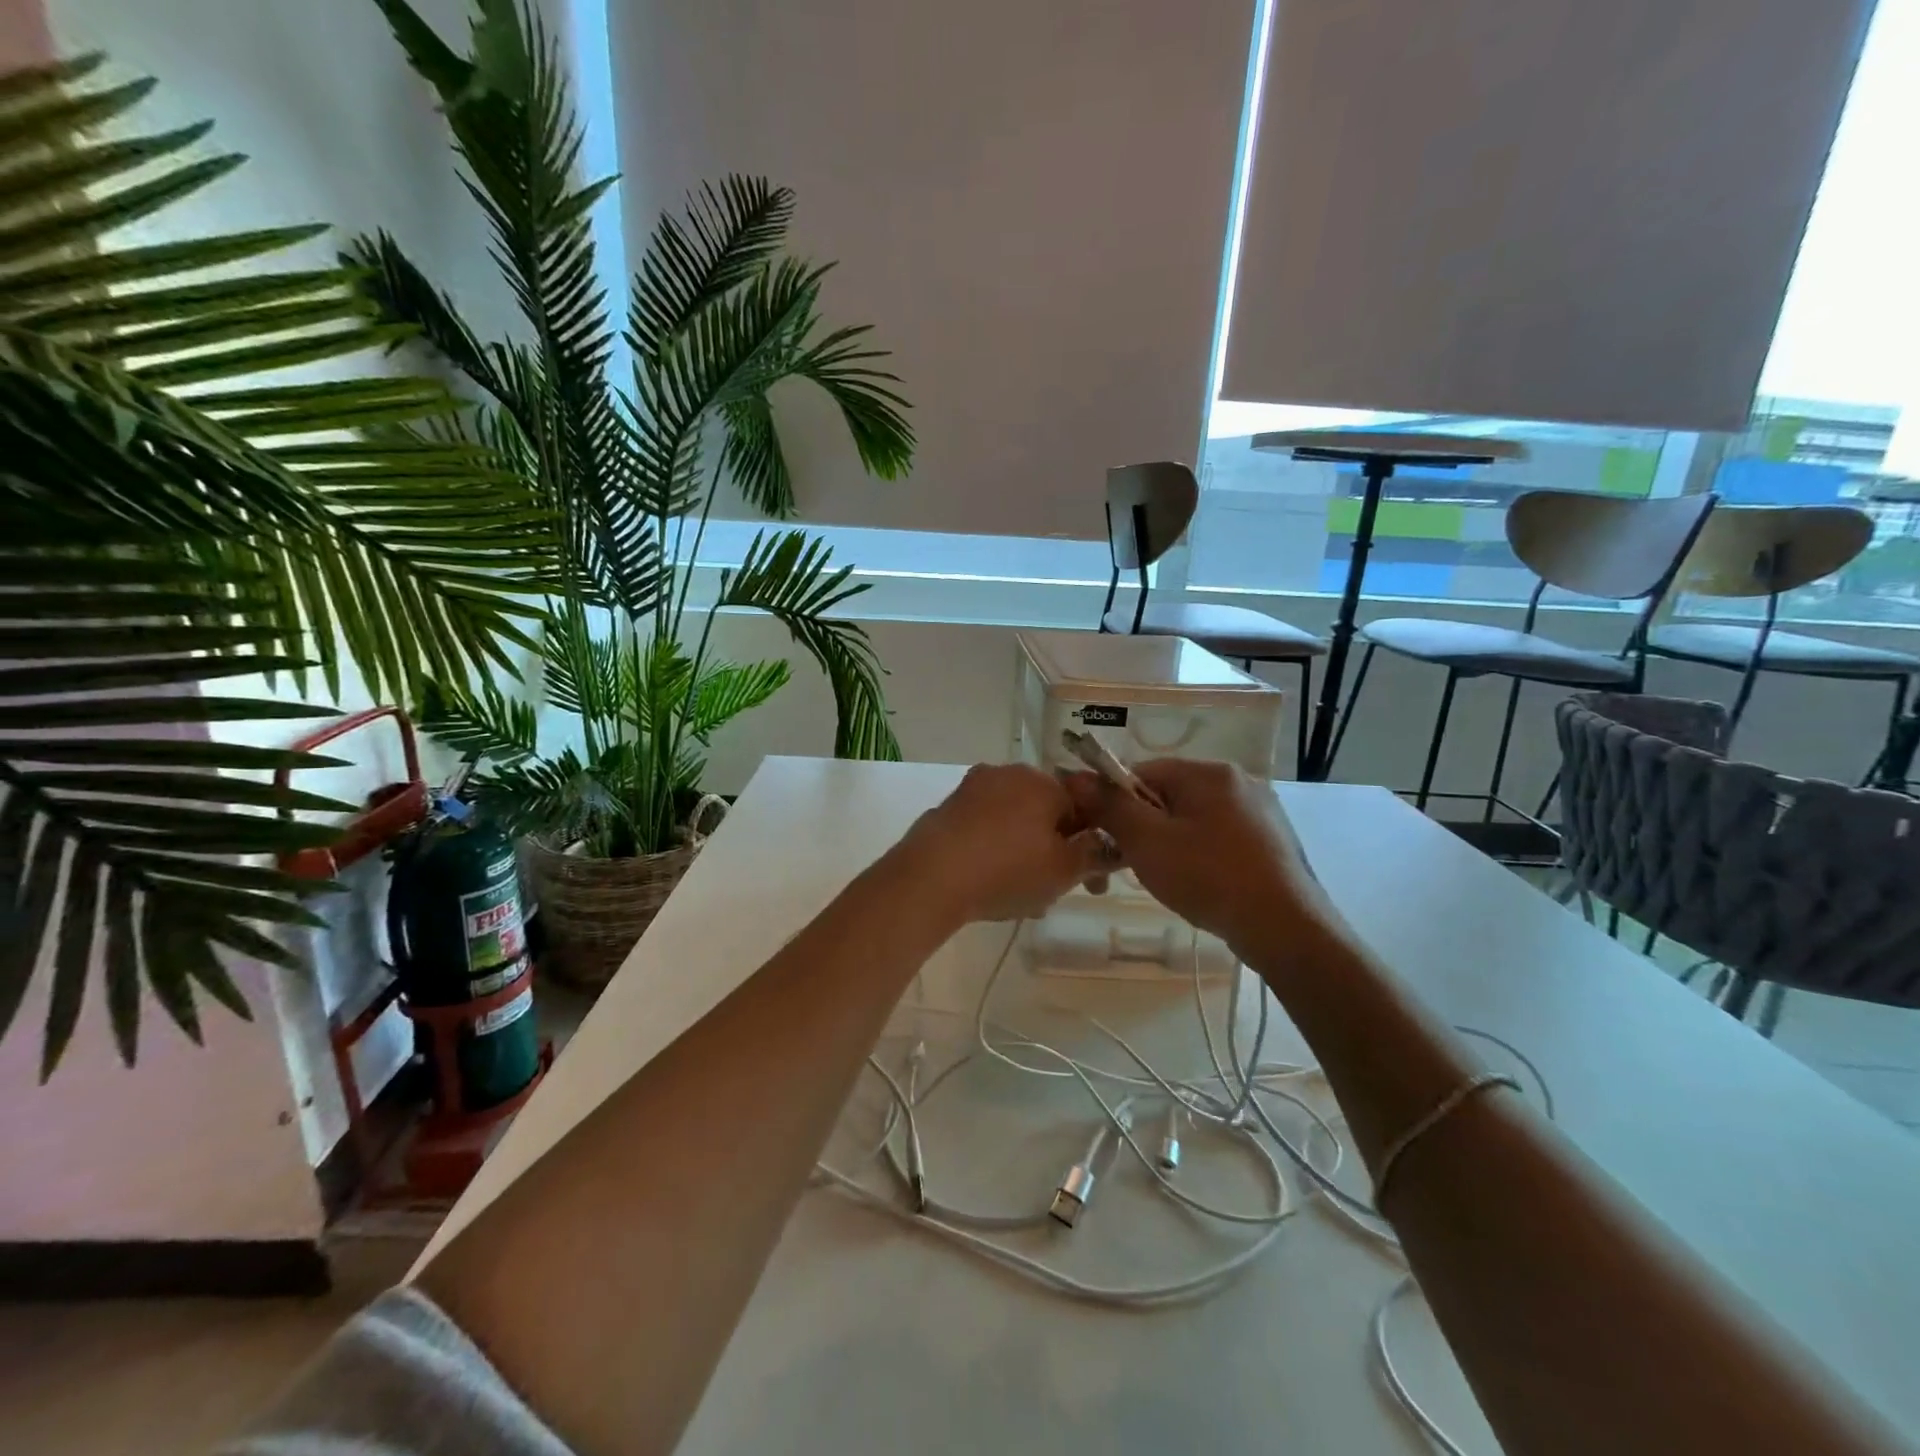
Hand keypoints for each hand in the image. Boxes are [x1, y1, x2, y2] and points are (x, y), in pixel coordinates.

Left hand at [896, 763, 1108, 923]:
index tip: (1093, 883)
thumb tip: (1111, 845)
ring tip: (1023, 897)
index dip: (1093, 847)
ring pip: (1015, 823)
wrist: (930, 877)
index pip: (1084, 808)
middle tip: (1056, 891)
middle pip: (1046, 814)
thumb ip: (1095, 855)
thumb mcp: (1064, 871)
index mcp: (1042, 781)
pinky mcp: (947, 809)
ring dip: (1026, 854)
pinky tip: (991, 884)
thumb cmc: (1007, 870)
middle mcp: (1007, 774)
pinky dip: (995, 851)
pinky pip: (985, 829)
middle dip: (1057, 850)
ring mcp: (972, 789)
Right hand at [1064, 758, 1328, 948]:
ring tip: (1168, 881)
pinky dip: (1201, 857)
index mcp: (1209, 772)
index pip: (1142, 772)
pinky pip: (1220, 839)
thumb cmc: (1209, 877)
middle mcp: (1239, 782)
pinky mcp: (1273, 843)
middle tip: (1134, 865)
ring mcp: (1261, 813)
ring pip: (1194, 820)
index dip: (1116, 803)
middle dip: (1144, 827)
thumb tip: (1074, 776)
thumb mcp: (1147, 841)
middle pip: (1169, 796)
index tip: (1107, 838)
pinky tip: (1201, 886)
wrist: (1286, 930)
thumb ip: (1109, 806)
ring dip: (1170, 844)